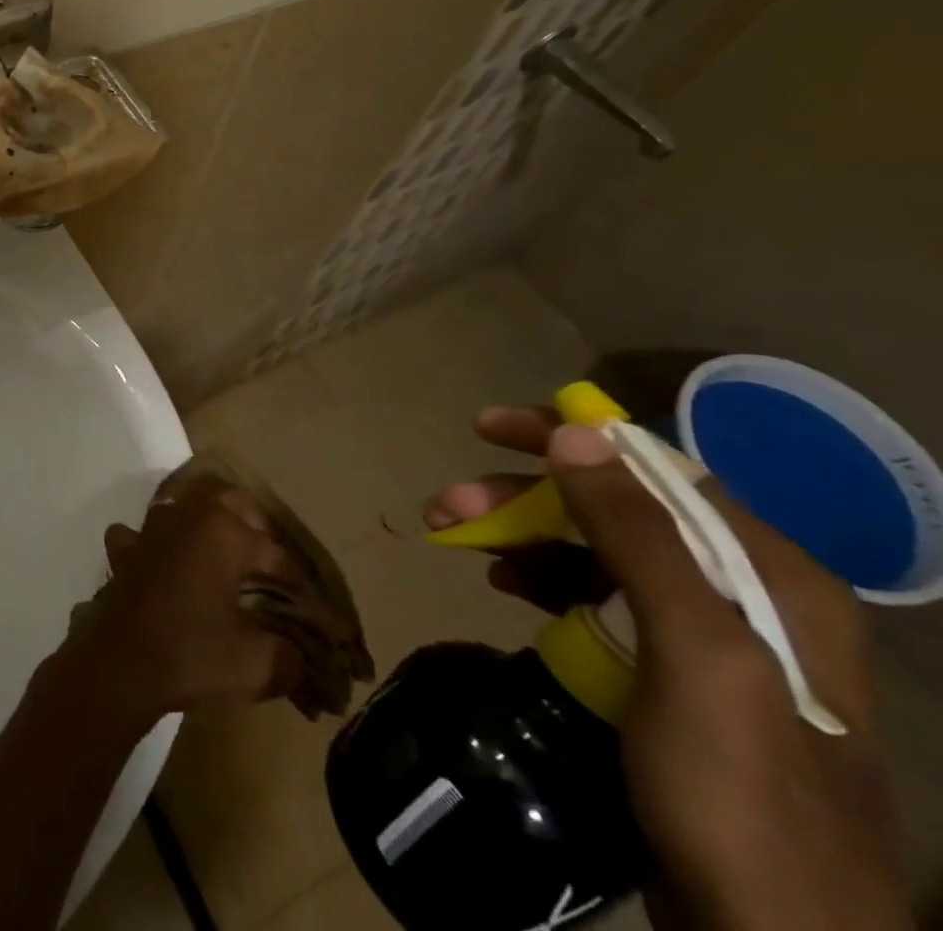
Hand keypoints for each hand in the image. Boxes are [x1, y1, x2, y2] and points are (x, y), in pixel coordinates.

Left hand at [60, 473, 302, 727]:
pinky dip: (155, 537)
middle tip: (272, 557)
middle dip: (256, 524)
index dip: (296, 582)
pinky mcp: (126, 548)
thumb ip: (288, 656)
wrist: (120, 663)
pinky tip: (162, 554)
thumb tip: (300, 657)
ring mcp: (152, 528)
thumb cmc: (192, 653)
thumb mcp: (256, 664)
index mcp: (225, 533)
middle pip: (231, 501)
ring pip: (184, 500)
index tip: (311, 606)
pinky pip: (142, 530)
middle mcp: (188, 516)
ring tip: (223, 540)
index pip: (274, 553)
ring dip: (205, 514)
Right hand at [427, 407, 909, 930]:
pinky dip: (542, 579)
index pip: (655, 468)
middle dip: (523, 497)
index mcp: (769, 575)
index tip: (487, 427)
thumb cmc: (738, 791)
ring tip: (454, 539)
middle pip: (615, 509)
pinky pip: (595, 597)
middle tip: (447, 504)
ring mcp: (707, 638)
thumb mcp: (696, 655)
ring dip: (521, 535)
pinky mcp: (670, 675)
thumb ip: (642, 539)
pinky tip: (505, 585)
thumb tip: (575, 433)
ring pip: (596, 551)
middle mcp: (744, 593)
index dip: (567, 437)